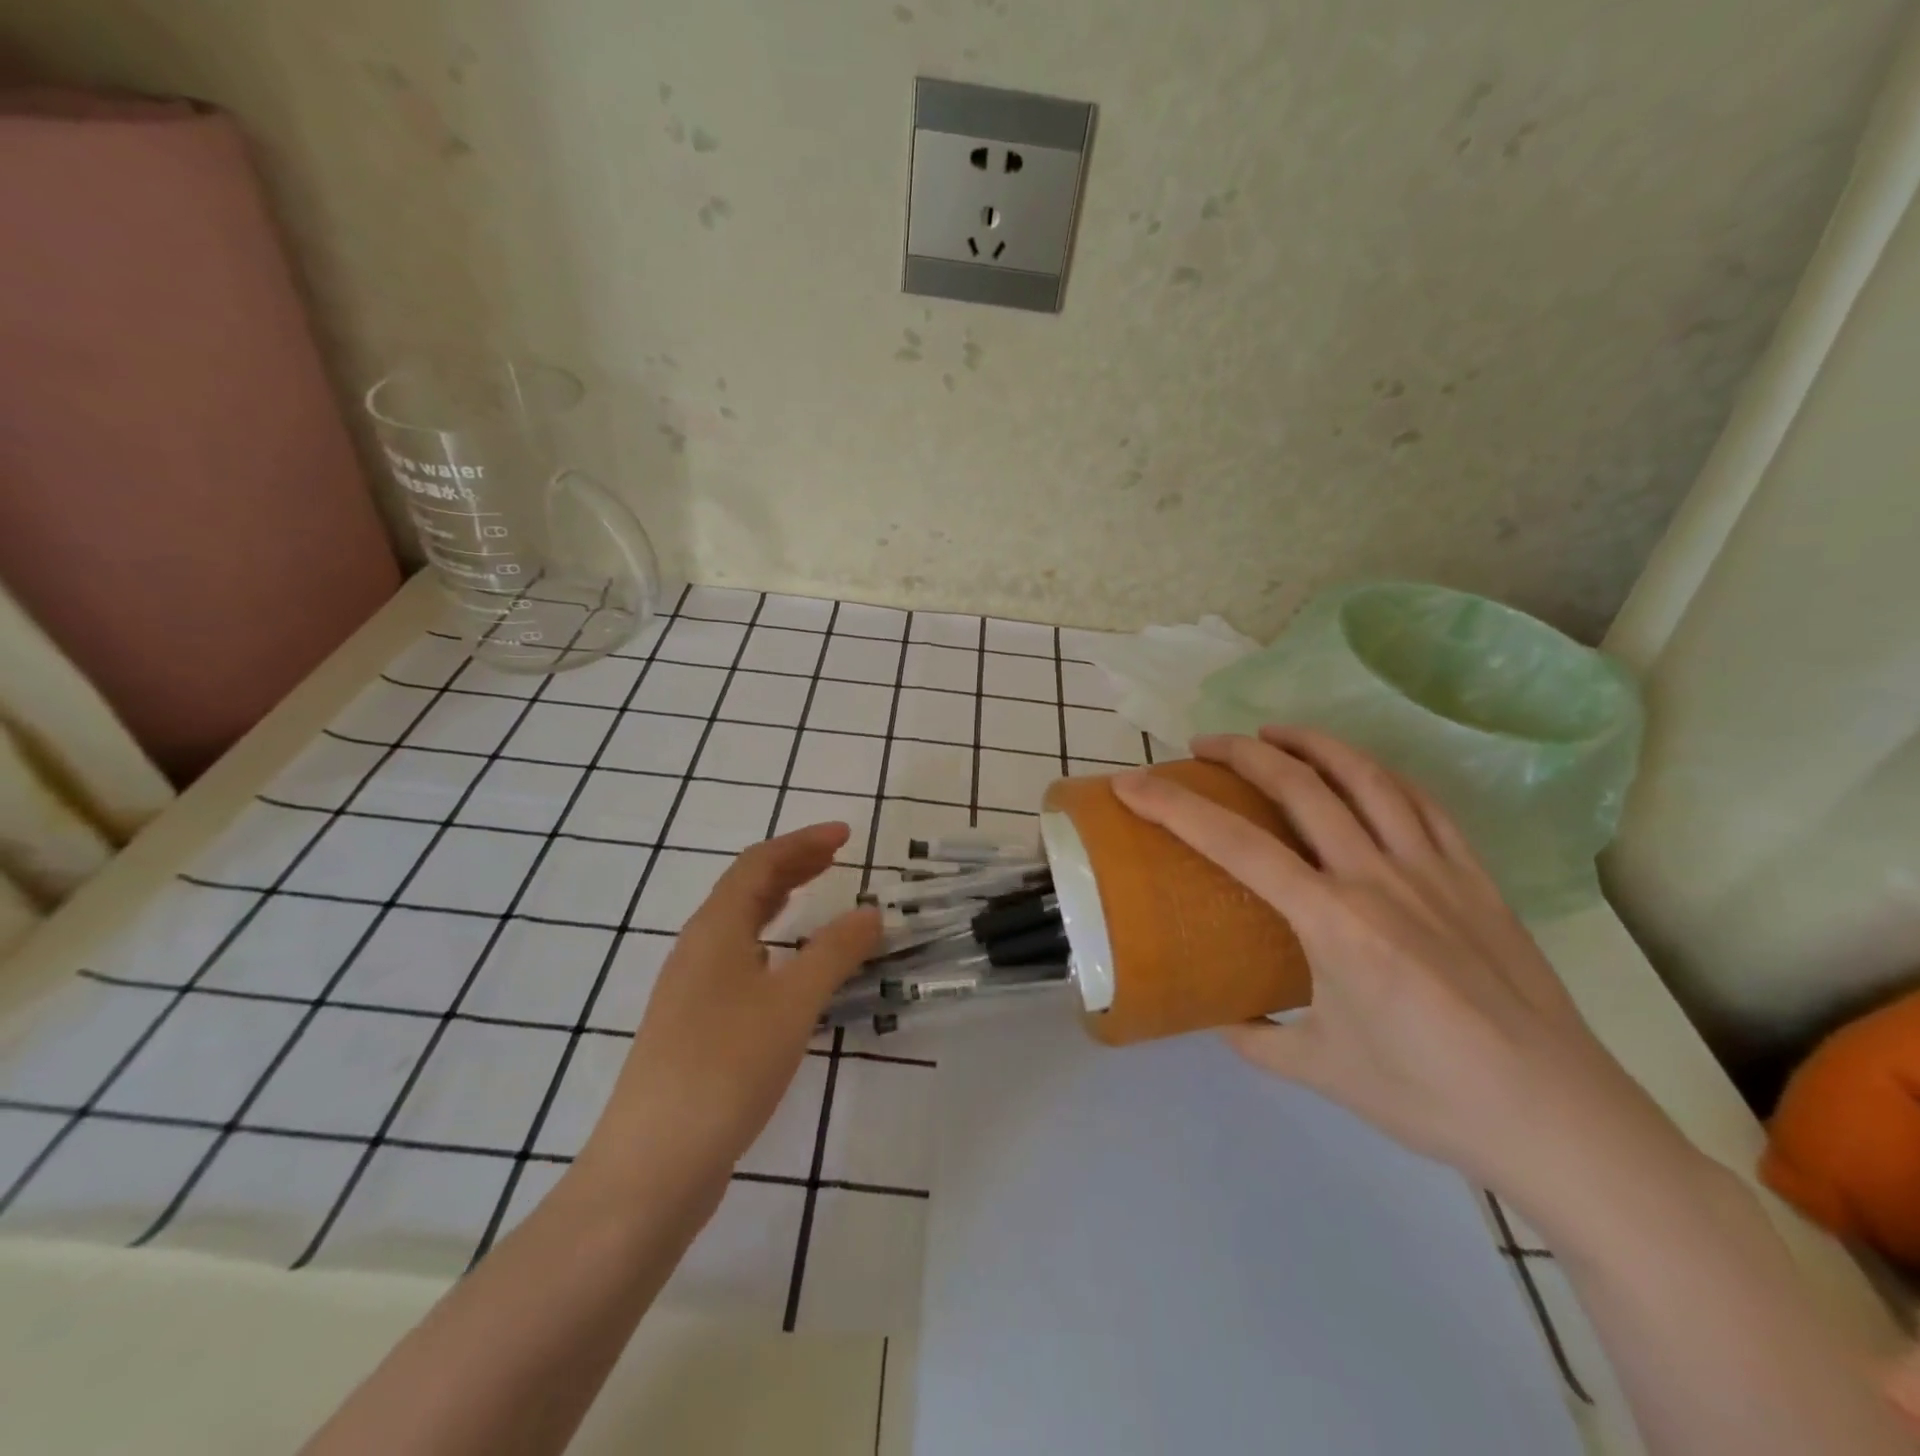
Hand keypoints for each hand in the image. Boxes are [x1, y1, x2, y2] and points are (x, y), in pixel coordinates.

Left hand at [576, 823, 880, 1193]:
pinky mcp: (694, 1026)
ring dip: (779, 901)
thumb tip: (871, 912)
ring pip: (739, 925)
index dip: (803, 843)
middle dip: (792, 865)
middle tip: (837, 857)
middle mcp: (697, 949)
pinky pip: (738, 960)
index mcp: (715, 930)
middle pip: (746, 888)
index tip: (846, 835)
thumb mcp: (792, 1003)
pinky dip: (771, 942)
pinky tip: (788, 966)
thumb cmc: (725, 1068)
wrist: (652, 1166)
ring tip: (816, 894)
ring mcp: (691, 990)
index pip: (759, 864)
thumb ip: (835, 952)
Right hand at [1113, 728, 1697, 1213]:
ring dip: (1311, 743)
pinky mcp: (1476, 877)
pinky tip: (1359, 772)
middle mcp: (1377, 878)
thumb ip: (1257, 1038)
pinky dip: (1378, 774)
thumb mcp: (1322, 1072)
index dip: (1174, 807)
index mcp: (1331, 923)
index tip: (1133, 785)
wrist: (1562, 1121)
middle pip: (1298, 785)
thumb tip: (1221, 1015)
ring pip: (1364, 777)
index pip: (1234, 844)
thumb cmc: (1431, 1097)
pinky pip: (1421, 803)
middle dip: (1241, 752)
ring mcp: (1433, 870)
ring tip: (1273, 733)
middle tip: (1203, 747)